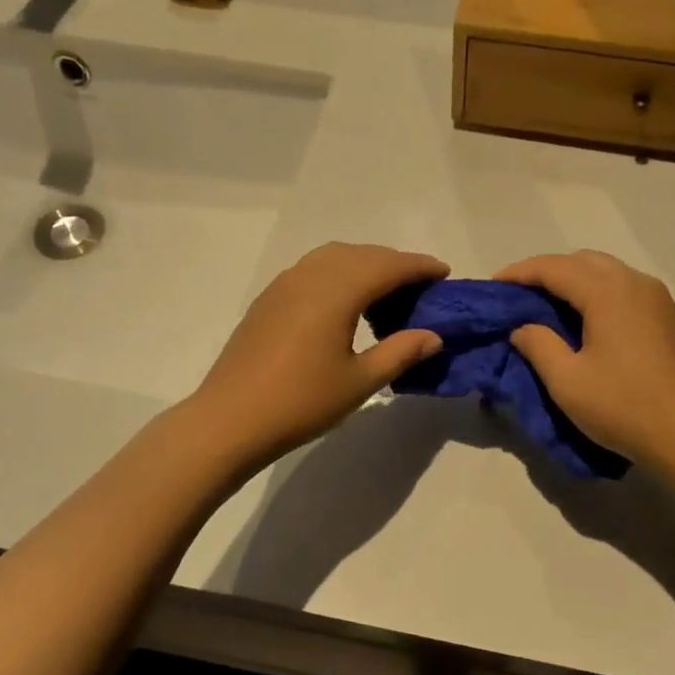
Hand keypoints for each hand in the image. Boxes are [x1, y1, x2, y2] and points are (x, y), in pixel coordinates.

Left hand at [190, 242, 448, 469]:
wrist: (230, 419)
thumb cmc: (301, 402)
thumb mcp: (360, 382)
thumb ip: (400, 352)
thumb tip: (433, 336)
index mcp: (336, 291)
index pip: (388, 266)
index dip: (419, 266)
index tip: (444, 274)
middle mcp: (310, 276)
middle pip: (362, 254)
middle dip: (394, 264)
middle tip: (420, 287)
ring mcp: (284, 284)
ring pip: (334, 258)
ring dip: (365, 265)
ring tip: (386, 294)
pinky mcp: (269, 299)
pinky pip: (313, 270)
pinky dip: (339, 274)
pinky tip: (345, 304)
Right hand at [496, 250, 674, 474]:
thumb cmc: (624, 407)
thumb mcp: (567, 382)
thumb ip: (538, 345)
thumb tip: (523, 327)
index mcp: (608, 292)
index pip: (554, 267)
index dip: (520, 273)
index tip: (494, 286)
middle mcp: (637, 284)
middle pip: (584, 261)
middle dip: (548, 272)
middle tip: (522, 297)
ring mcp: (661, 300)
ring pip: (610, 274)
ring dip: (577, 283)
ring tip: (552, 309)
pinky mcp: (674, 320)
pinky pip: (629, 293)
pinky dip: (602, 296)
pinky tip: (592, 325)